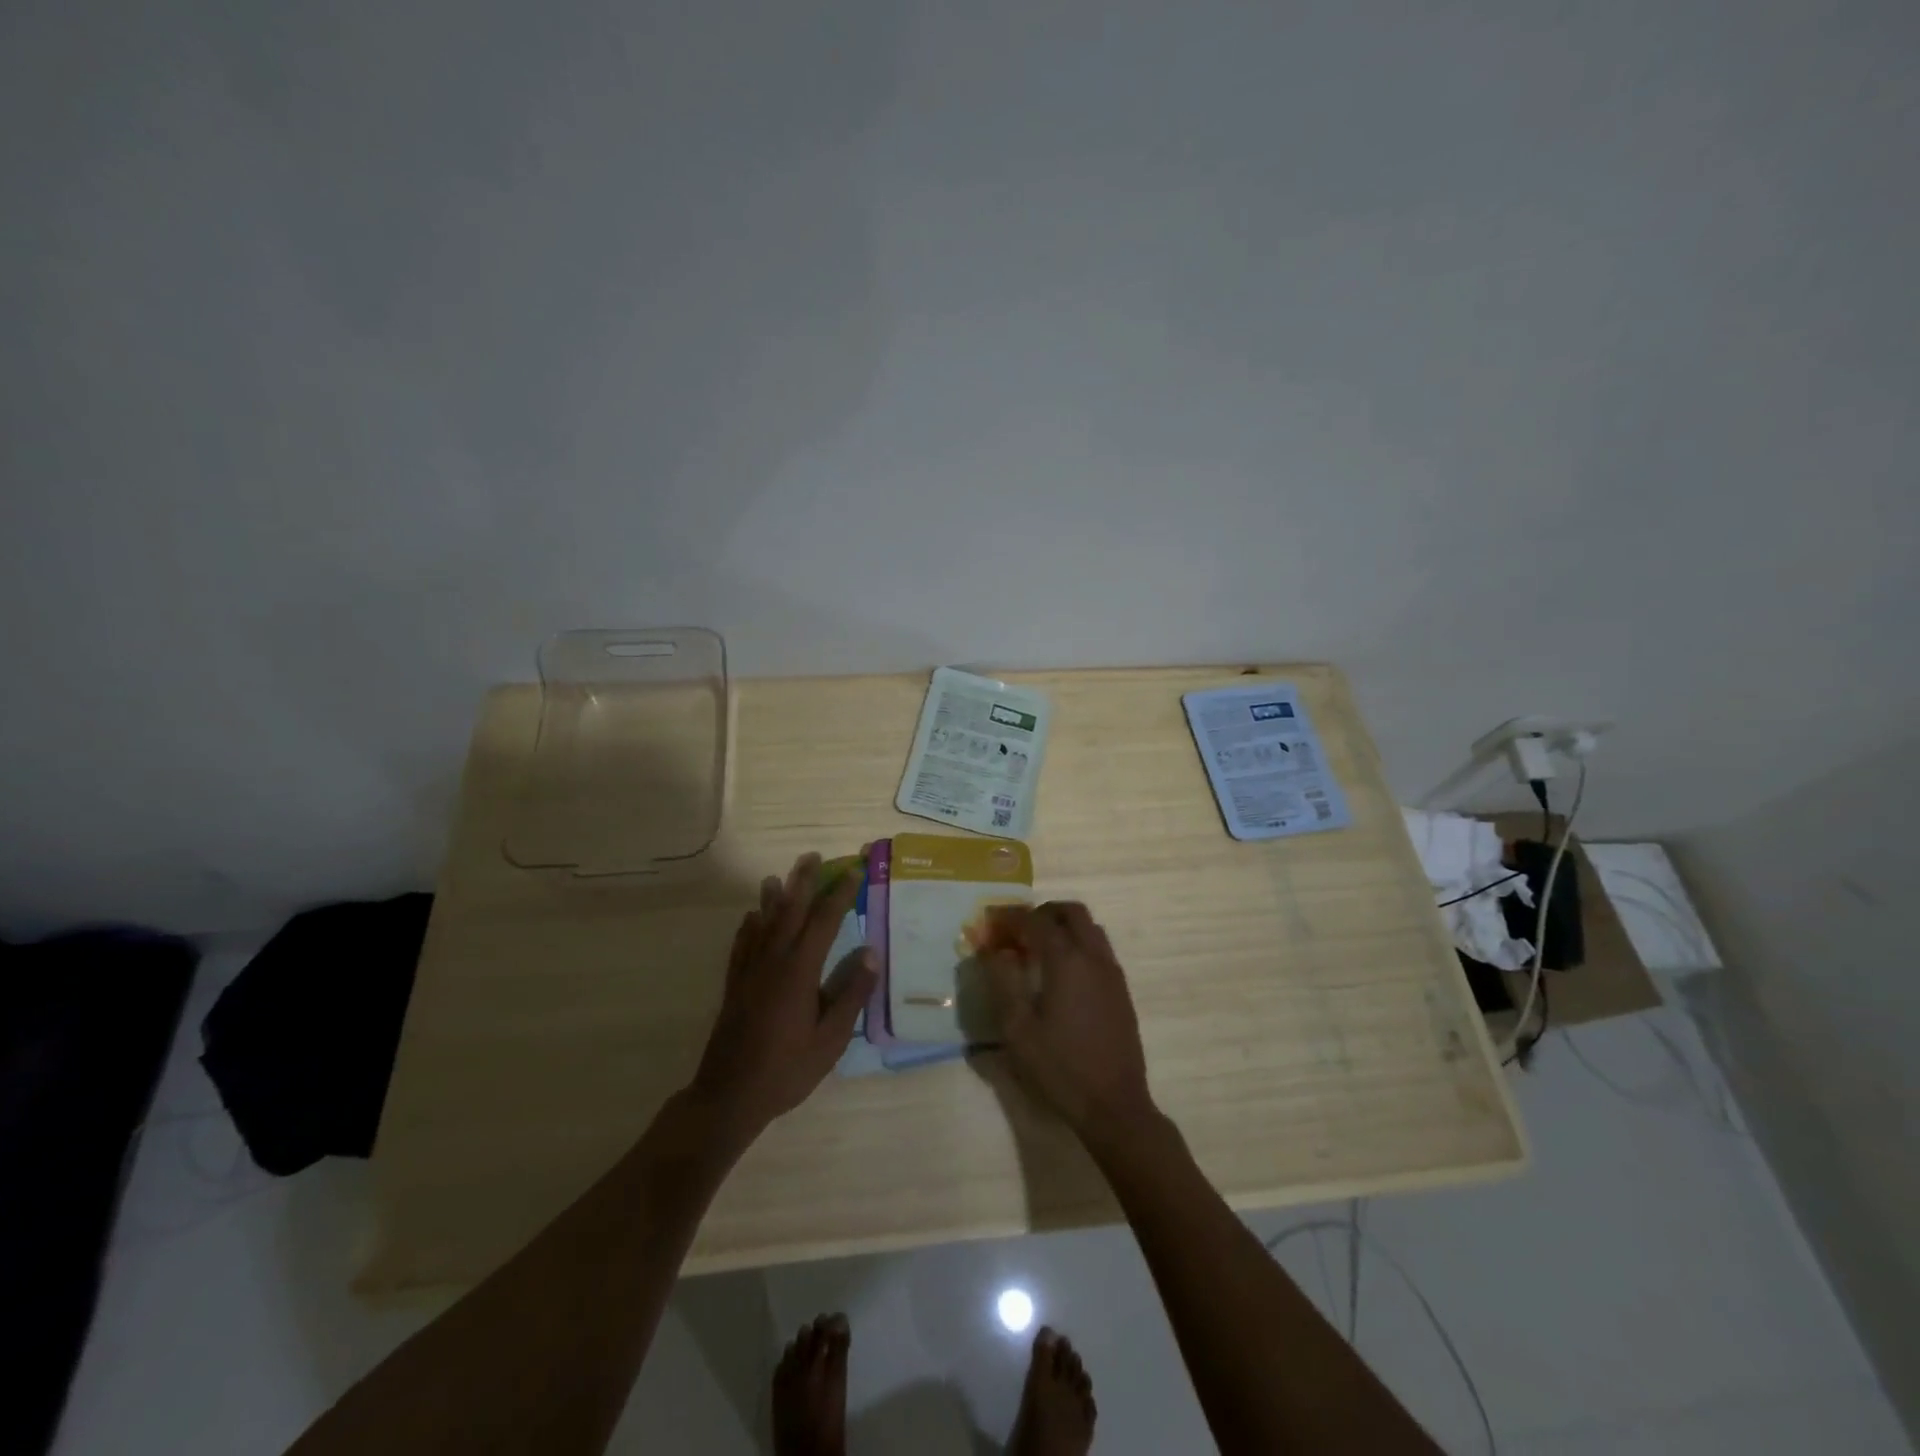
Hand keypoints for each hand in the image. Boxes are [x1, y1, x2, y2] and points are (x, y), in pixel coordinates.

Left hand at [688, 854, 874, 1142]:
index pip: (824, 922)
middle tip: (813, 857)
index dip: (840, 894)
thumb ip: (851, 995)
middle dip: (803, 882)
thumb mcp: (830, 1039)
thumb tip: (871, 953)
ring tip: (778, 877)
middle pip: (790, 911)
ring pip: (763, 924)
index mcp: (799, 971)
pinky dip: (748, 927)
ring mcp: (749, 972)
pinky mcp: (734, 986)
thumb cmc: (787, 1070)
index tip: (854, 871)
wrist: (729, 1096)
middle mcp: (773, 961)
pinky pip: (741, 945)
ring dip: (773, 898)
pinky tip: (751, 918)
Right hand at [982, 902, 1155, 1143]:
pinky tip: (1061, 973)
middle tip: (1017, 931)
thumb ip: (1003, 981)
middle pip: (1070, 912)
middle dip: (1041, 913)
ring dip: (1062, 926)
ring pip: (1089, 927)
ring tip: (1037, 949)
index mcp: (1067, 960)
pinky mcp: (1121, 990)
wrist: (1114, 1105)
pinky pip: (1099, 949)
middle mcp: (1093, 956)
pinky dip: (1078, 944)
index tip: (990, 923)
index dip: (1010, 917)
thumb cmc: (1060, 1068)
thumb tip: (995, 950)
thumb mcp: (1017, 1029)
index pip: (1035, 921)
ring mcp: (1112, 972)